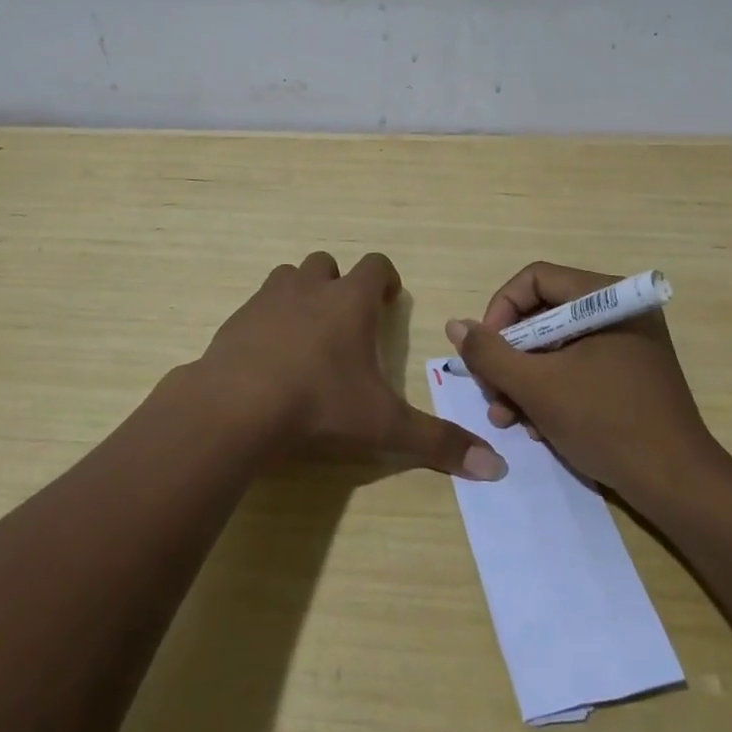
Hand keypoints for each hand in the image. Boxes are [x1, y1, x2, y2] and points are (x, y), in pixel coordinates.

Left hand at [198, 251, 507, 480]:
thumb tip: (496, 468)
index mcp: (350, 301)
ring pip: (289, 277)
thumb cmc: (319, 405)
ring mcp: (268, 299)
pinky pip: (257, 306)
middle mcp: (310, 288)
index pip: (376, 265)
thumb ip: (437, 442)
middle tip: (347, 322)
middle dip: (339, 285)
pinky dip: (267, 320)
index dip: (386, 279)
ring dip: (301, 294)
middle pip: (327, 264)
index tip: (389, 301)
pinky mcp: (236, 319)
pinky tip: (269, 357)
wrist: (236, 407)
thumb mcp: (383, 425)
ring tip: (307, 334)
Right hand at [445, 261, 724, 500]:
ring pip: (555, 345)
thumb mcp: (537, 387)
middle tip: (489, 391)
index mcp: (606, 298)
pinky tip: (537, 426)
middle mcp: (618, 311)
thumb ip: (490, 353)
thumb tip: (455, 325)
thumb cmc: (607, 423)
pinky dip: (551, 390)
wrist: (679, 488)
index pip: (533, 280)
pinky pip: (577, 366)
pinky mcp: (629, 374)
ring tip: (506, 417)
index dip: (499, 311)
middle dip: (509, 356)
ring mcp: (627, 344)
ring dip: (524, 379)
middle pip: (542, 314)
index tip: (484, 351)